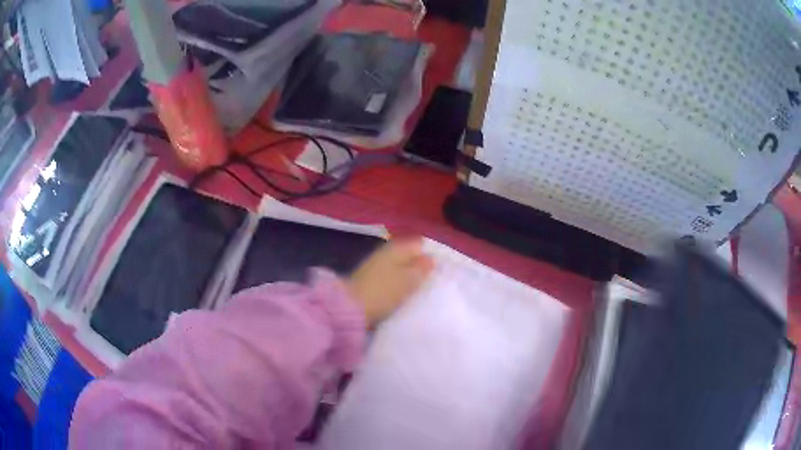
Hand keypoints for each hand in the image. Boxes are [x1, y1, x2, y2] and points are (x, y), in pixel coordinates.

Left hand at [347, 237, 433, 327]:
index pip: (419, 243)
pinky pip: (391, 278)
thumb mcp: (408, 280)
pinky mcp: (370, 280)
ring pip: (400, 267)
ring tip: (421, 290)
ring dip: (409, 276)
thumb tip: (431, 258)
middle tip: (433, 280)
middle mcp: (386, 252)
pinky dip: (398, 284)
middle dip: (420, 266)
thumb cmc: (383, 291)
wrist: (350, 308)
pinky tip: (404, 294)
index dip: (431, 254)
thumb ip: (421, 268)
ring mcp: (376, 266)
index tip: (441, 268)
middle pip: (409, 255)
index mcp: (396, 247)